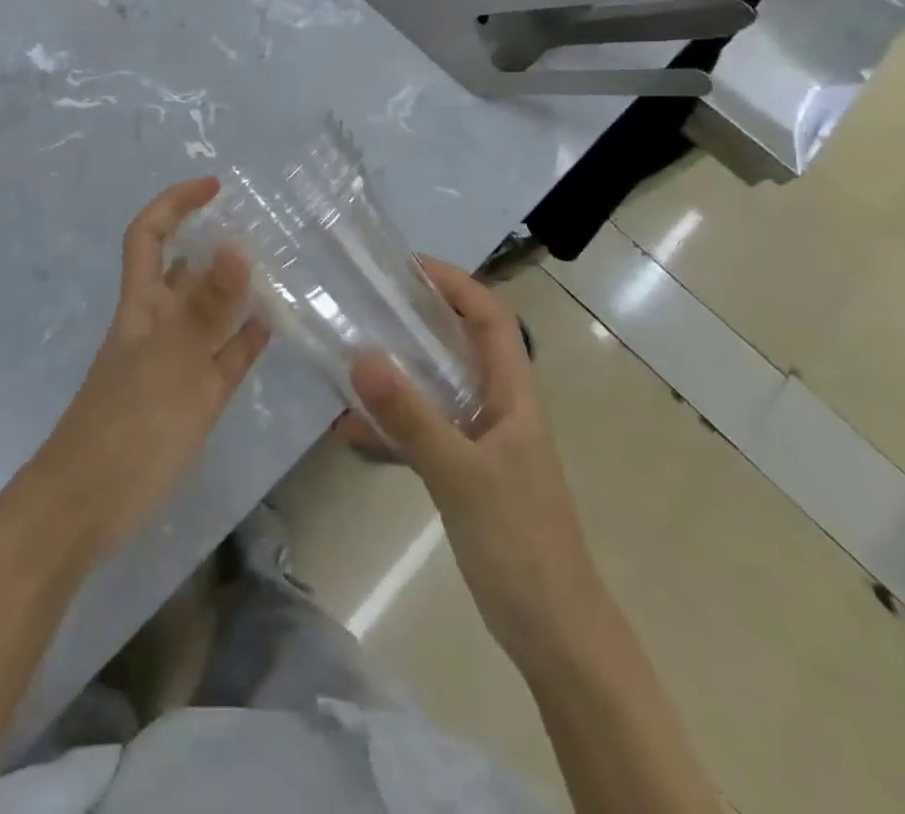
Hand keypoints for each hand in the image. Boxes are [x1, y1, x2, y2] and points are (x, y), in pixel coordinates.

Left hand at [23, 178, 269, 560]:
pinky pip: (225, 356)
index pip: (150, 235)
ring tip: (280, 267)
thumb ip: (207, 307)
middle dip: (213, 240)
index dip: (175, 203)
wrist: (88, 506)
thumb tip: (237, 243)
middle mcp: (158, 324)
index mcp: (142, 305)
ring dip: (236, 288)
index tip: (215, 187)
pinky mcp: (193, 399)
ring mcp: (176, 362)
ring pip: (209, 312)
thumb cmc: (125, 426)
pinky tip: (277, 325)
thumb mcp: (171, 361)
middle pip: (184, 269)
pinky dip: (247, 337)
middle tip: (263, 227)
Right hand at [340, 256, 602, 666]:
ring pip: (436, 390)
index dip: (455, 284)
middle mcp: (499, 409)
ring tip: (348, 362)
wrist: (556, 637)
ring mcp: (483, 443)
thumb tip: (360, 354)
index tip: (407, 267)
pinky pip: (424, 434)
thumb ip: (410, 417)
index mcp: (513, 397)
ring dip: (397, 376)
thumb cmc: (520, 544)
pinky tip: (352, 436)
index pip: (490, 318)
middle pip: (459, 346)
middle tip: (365, 305)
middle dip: (416, 321)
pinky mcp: (467, 475)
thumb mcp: (460, 475)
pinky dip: (391, 429)